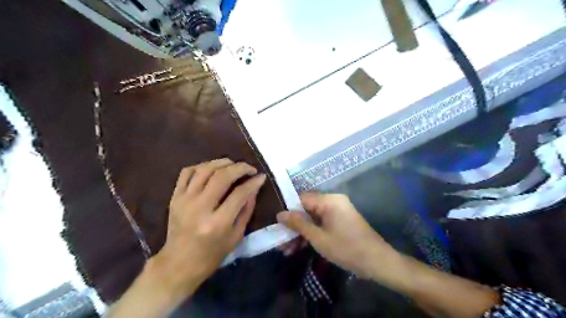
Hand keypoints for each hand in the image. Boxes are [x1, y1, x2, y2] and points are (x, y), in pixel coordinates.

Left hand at [149, 161, 265, 299]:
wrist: (178, 264)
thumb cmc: (212, 255)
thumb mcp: (236, 236)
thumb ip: (246, 210)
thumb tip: (254, 188)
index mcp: (217, 223)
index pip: (239, 194)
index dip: (253, 183)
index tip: (261, 177)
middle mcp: (200, 208)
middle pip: (222, 177)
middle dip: (240, 168)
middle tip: (249, 168)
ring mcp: (184, 201)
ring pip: (204, 170)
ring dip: (222, 163)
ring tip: (233, 164)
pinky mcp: (175, 197)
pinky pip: (187, 172)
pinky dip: (201, 166)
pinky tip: (212, 169)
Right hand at [276, 191, 393, 277]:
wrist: (377, 262)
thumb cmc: (346, 248)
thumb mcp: (318, 238)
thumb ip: (298, 224)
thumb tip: (279, 213)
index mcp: (329, 200)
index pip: (302, 198)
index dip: (288, 210)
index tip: (276, 223)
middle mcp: (333, 202)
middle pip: (307, 209)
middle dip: (293, 226)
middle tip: (281, 242)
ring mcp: (337, 212)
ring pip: (313, 218)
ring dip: (301, 233)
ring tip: (287, 250)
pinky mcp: (340, 221)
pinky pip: (321, 224)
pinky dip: (312, 234)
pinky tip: (300, 247)